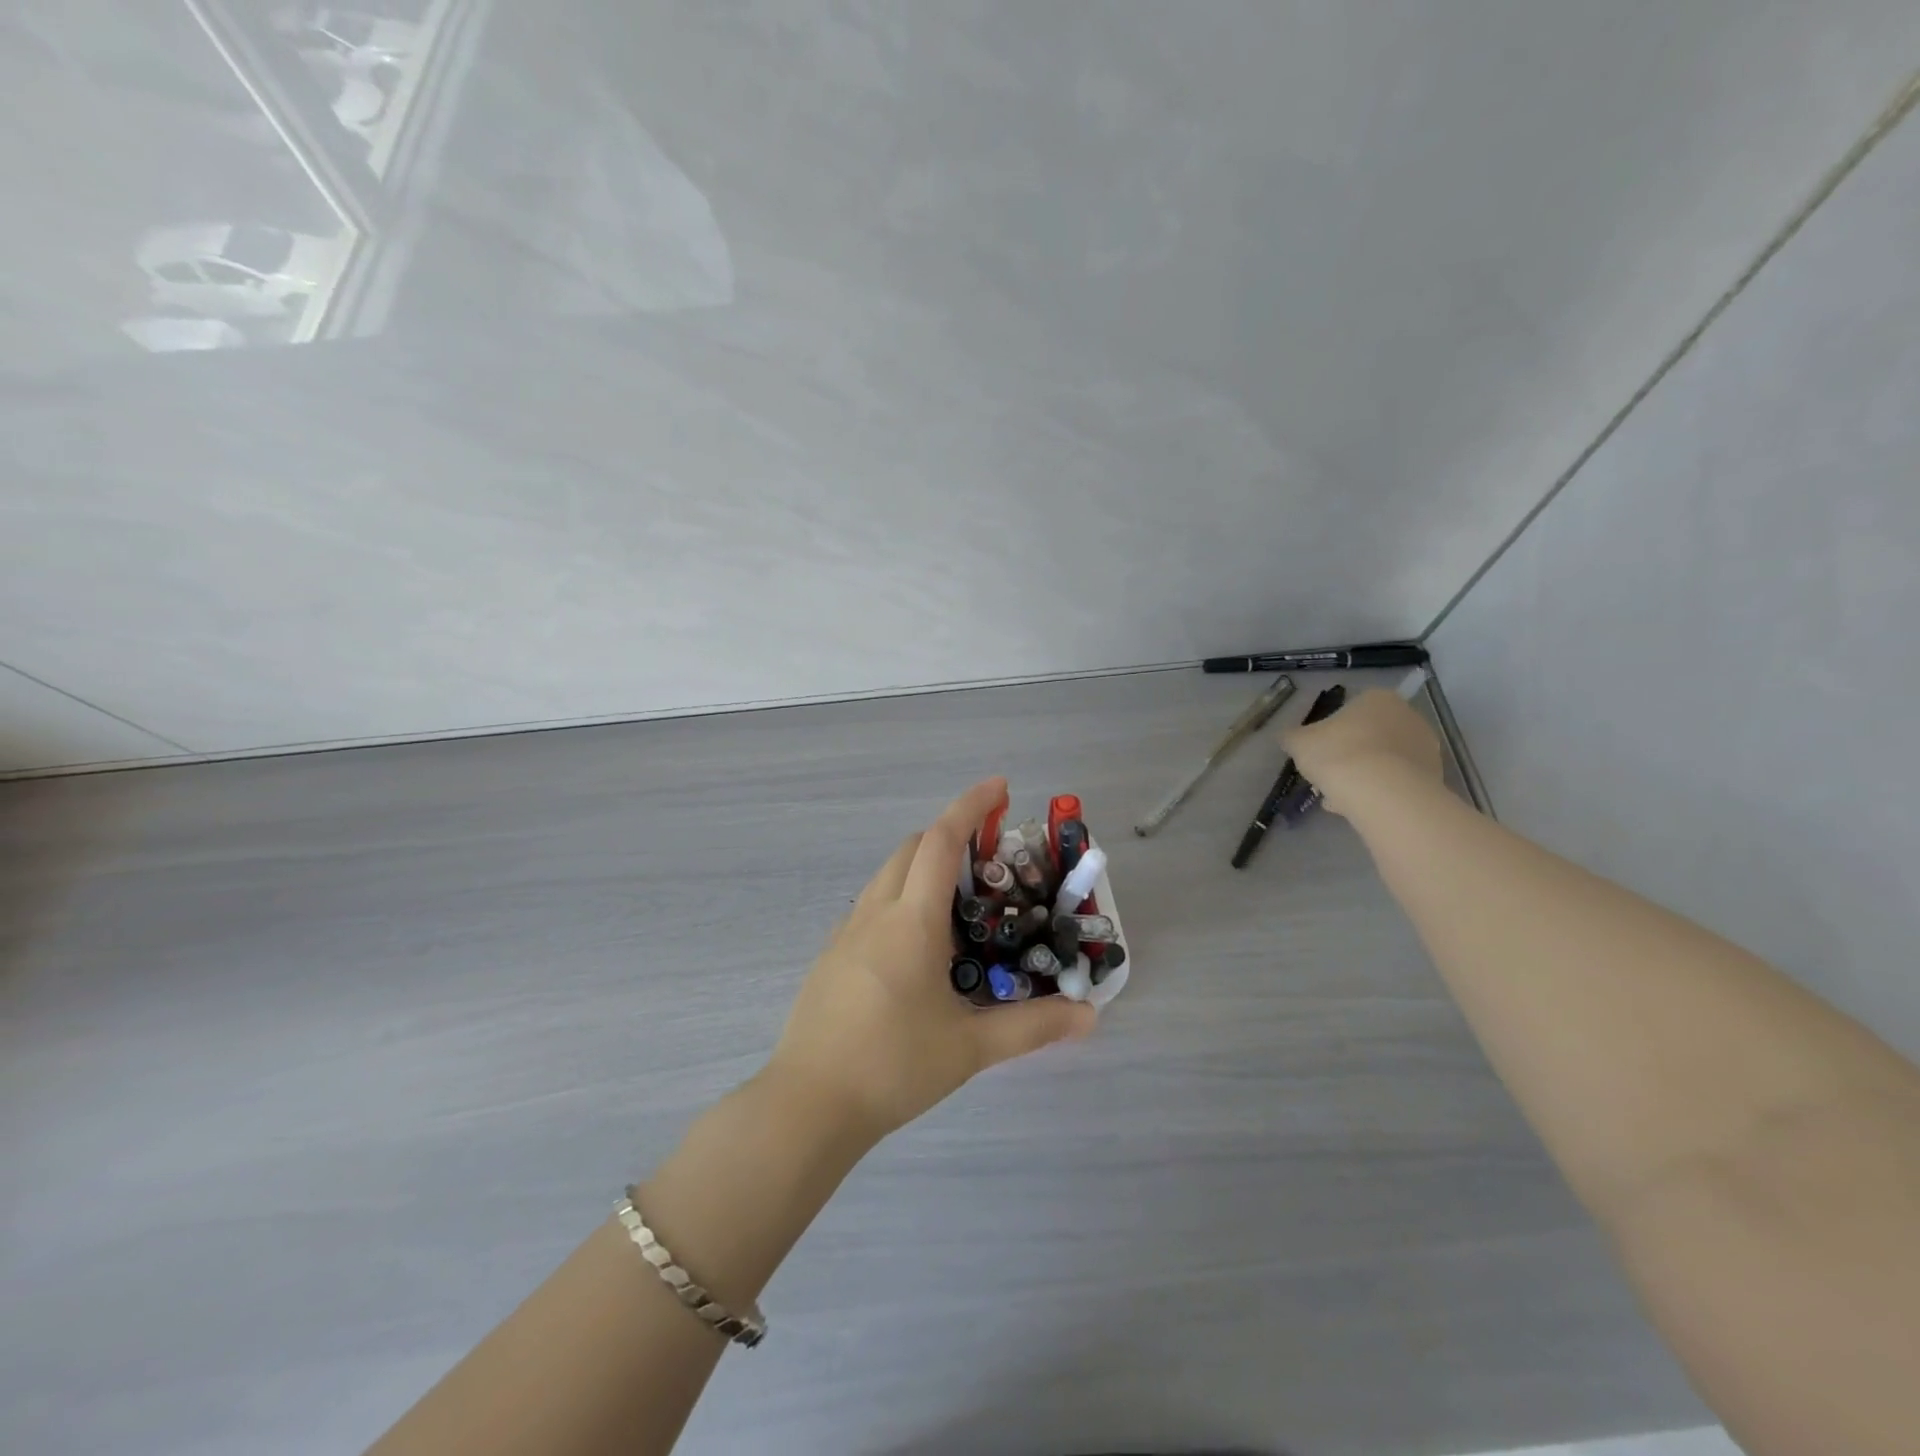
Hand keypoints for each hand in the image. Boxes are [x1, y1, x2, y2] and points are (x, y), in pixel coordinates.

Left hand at [766, 778, 1097, 1145]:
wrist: (809, 1104)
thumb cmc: (892, 1066)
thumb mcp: (969, 1047)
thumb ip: (1032, 1027)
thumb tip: (1088, 1016)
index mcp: (911, 921)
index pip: (940, 841)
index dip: (970, 806)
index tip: (1000, 787)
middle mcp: (875, 913)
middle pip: (911, 848)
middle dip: (949, 835)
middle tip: (989, 857)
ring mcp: (846, 933)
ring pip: (887, 875)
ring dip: (922, 866)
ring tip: (960, 902)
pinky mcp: (832, 956)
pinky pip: (872, 905)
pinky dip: (901, 897)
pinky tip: (920, 944)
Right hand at [1283, 688, 1444, 817]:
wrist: (1382, 792)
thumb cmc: (1337, 754)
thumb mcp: (1299, 743)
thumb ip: (1292, 737)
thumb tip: (1287, 738)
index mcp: (1377, 699)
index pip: (1350, 711)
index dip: (1330, 734)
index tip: (1318, 754)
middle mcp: (1408, 716)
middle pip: (1370, 736)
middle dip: (1349, 755)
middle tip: (1328, 776)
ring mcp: (1426, 747)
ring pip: (1384, 760)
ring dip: (1364, 775)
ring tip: (1340, 799)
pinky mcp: (1434, 776)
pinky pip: (1397, 781)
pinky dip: (1380, 791)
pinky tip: (1359, 807)